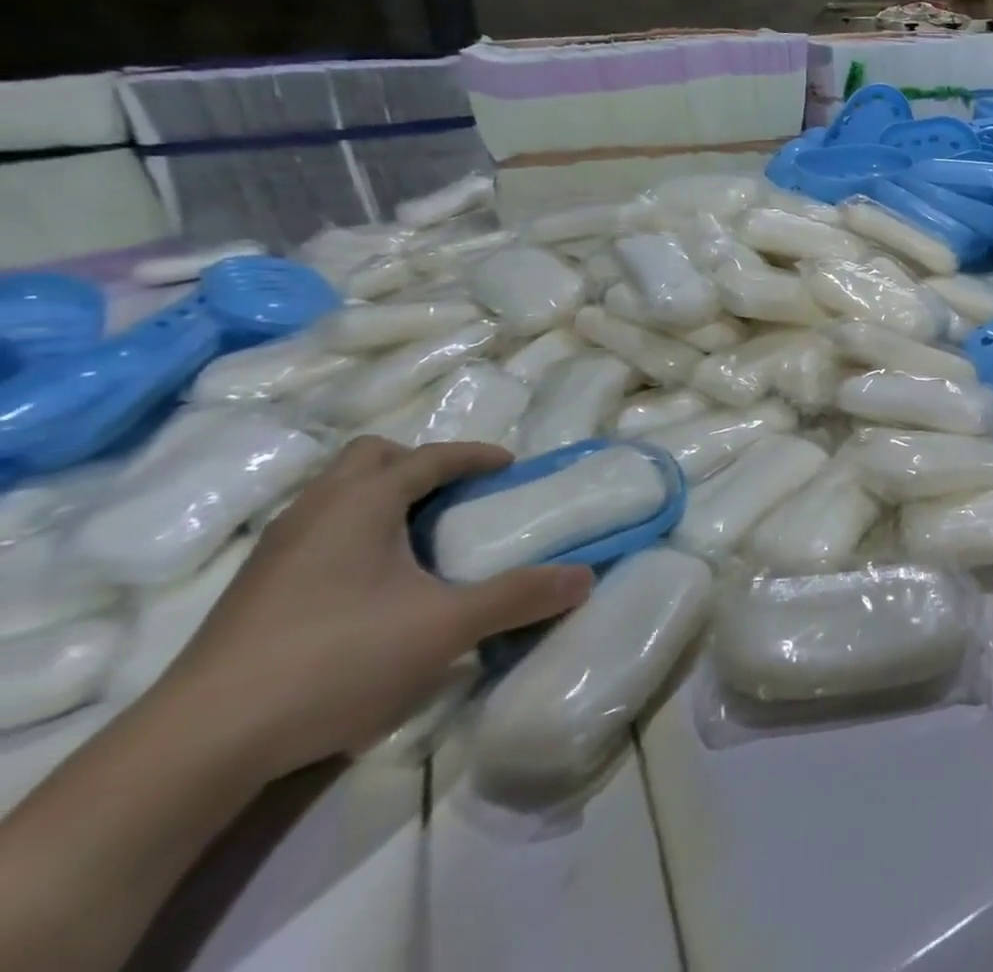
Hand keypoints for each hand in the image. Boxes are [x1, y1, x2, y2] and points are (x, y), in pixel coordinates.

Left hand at [156, 437, 591, 782]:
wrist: (195, 748)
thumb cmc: (335, 659)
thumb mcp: (445, 627)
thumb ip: (519, 597)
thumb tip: (585, 577)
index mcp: (361, 502)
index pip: (428, 456)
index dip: (474, 455)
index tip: (509, 467)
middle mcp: (315, 511)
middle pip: (370, 459)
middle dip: (418, 465)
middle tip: (455, 497)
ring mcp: (276, 552)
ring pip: (337, 495)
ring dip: (384, 500)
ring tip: (421, 539)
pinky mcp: (253, 593)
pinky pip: (318, 532)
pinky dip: (355, 534)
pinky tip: (373, 585)